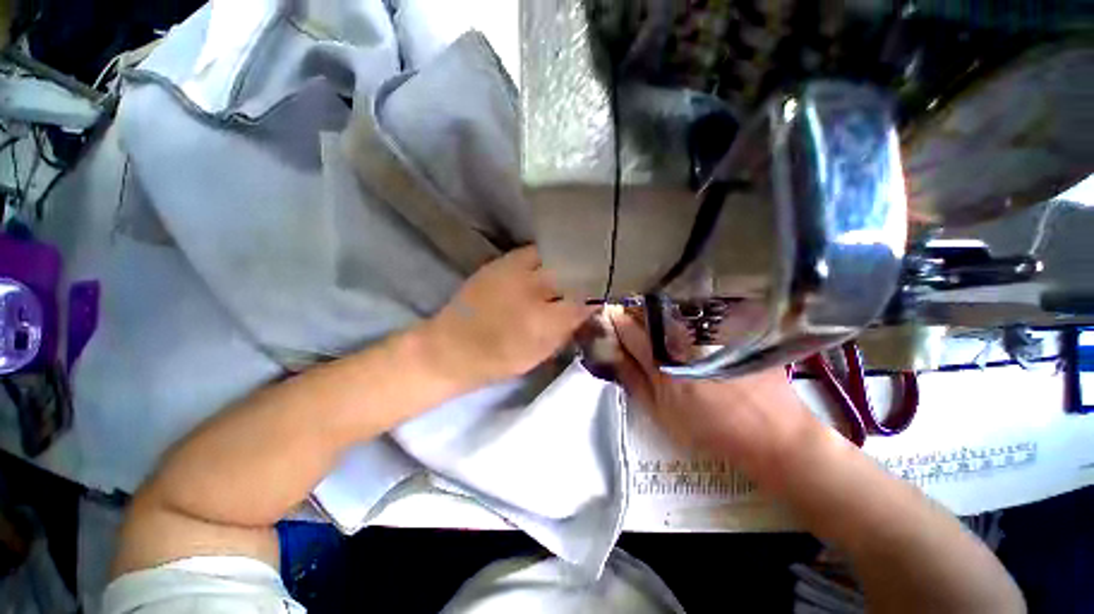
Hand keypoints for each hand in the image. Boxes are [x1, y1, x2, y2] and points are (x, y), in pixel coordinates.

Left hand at [422, 247, 594, 388]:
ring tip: (573, 265)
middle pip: (570, 271)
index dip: (598, 295)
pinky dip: (545, 256)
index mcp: (543, 320)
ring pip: (552, 255)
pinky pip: (530, 252)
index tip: (605, 294)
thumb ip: (567, 330)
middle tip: (592, 277)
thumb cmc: (498, 360)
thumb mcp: (540, 353)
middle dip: (586, 272)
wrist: (450, 348)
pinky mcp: (498, 263)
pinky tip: (547, 264)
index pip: (583, 300)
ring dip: (566, 260)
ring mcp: (513, 271)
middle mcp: (531, 289)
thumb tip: (588, 310)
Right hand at [608, 308, 814, 466]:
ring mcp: (710, 328)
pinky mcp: (731, 326)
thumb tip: (611, 352)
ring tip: (655, 324)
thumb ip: (631, 379)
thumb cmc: (710, 430)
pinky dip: (682, 313)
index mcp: (662, 360)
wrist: (773, 435)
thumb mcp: (660, 413)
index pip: (627, 328)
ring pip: (670, 308)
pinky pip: (697, 310)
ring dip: (656, 312)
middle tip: (630, 323)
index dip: (614, 320)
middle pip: (647, 311)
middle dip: (633, 313)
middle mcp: (685, 337)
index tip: (608, 318)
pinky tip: (683, 324)